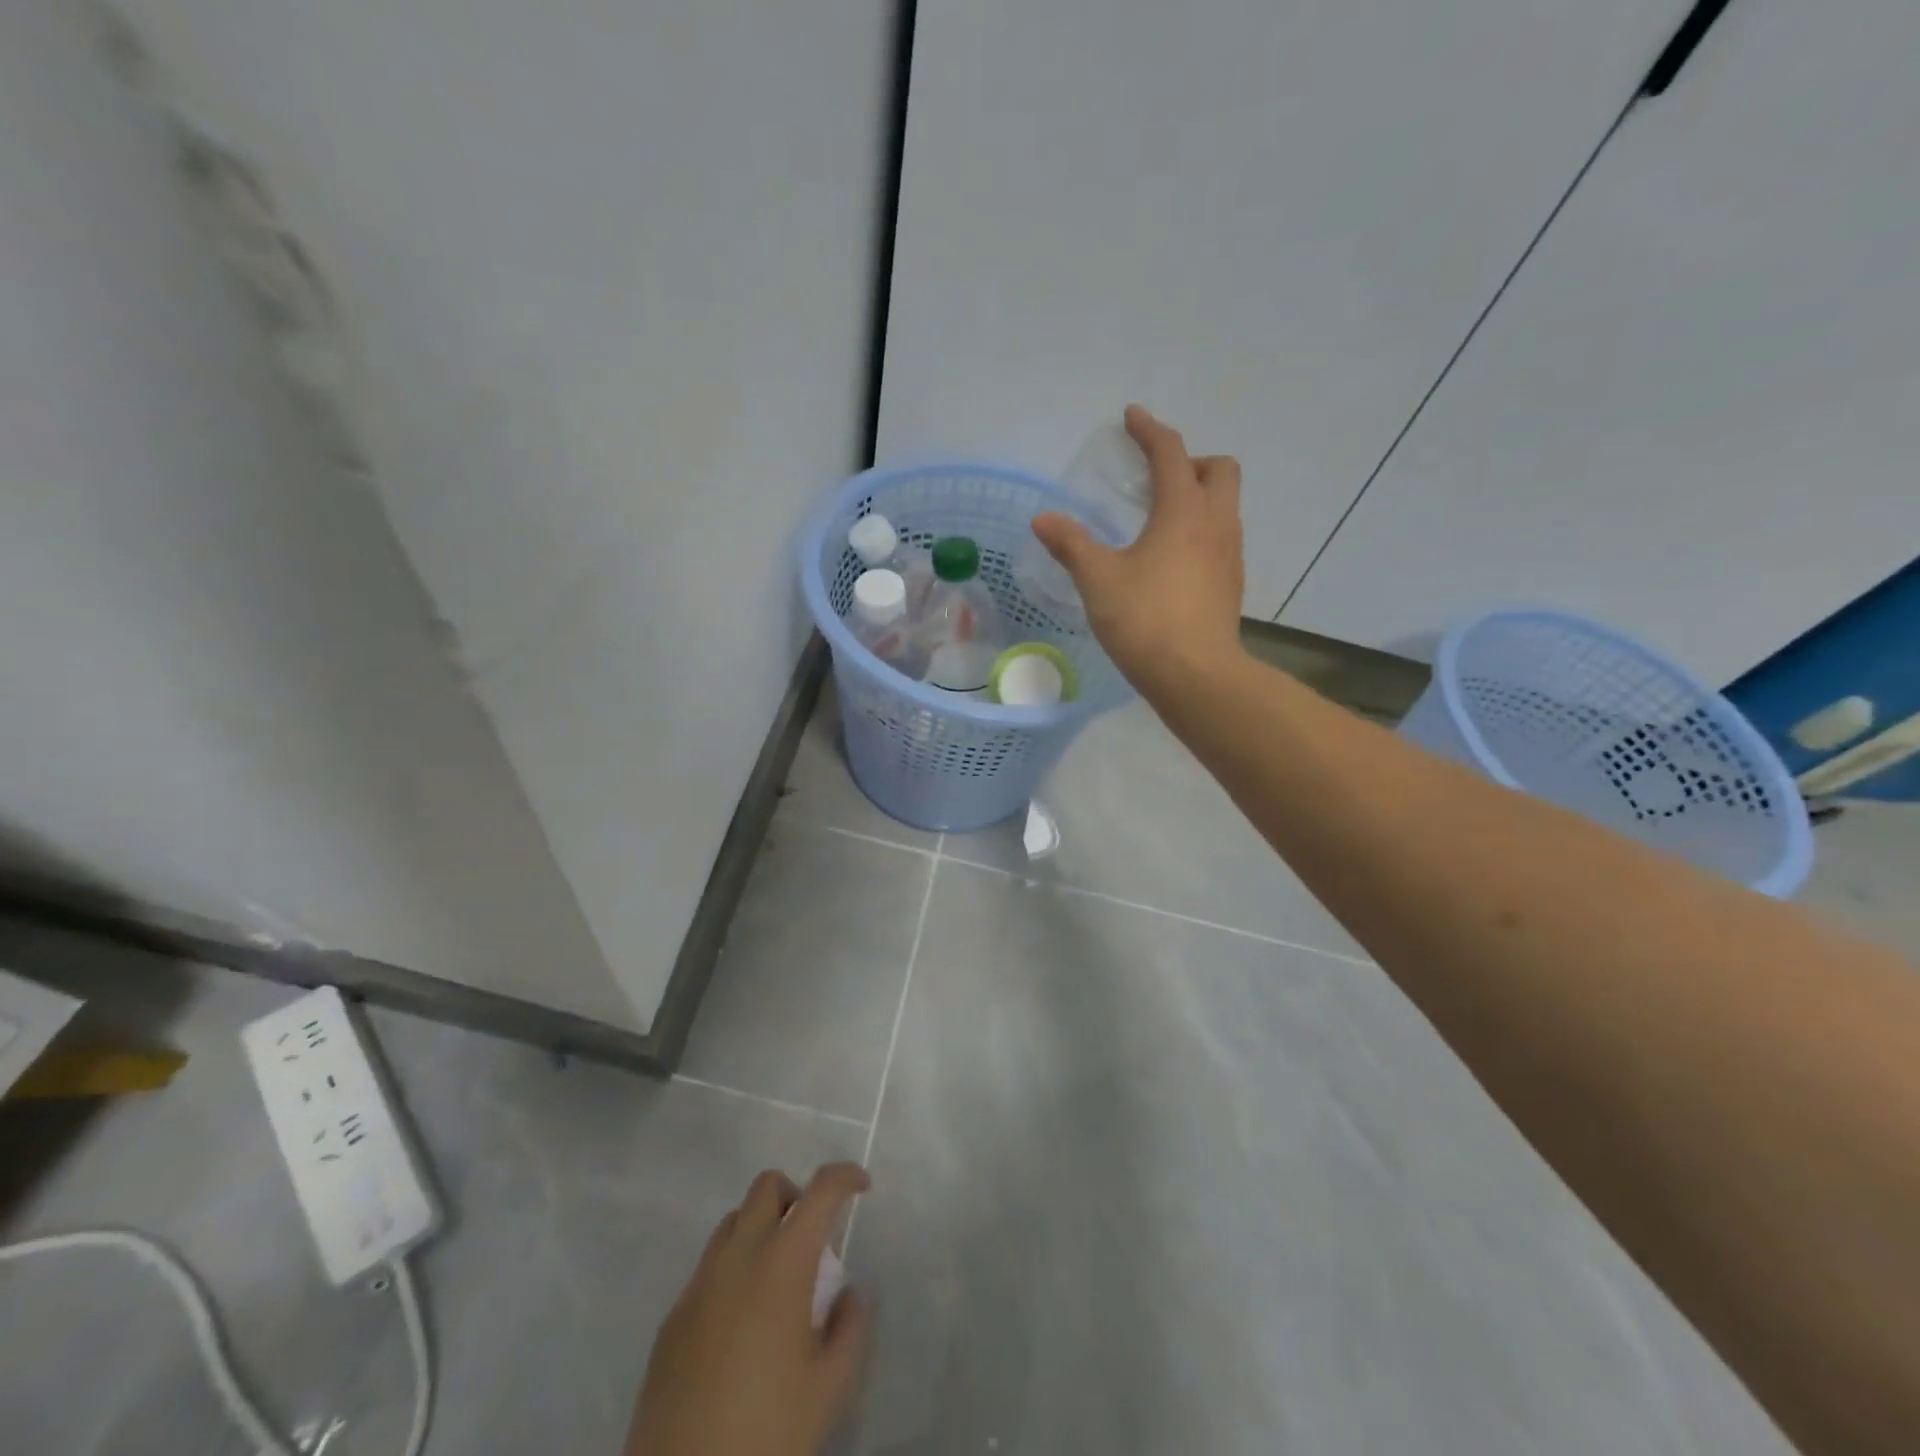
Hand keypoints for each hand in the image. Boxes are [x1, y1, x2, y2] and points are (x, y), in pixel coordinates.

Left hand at [625, 1163, 872, 1455]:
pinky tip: (741, 1324)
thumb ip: (851, 1327)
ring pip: (733, 1221)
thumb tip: (850, 1292)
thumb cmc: (768, 1432)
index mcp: (783, 1262)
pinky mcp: (672, 1318)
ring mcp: (699, 1284)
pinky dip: (733, 1268)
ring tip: (777, 1279)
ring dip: (761, 1227)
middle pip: (767, 1186)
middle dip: (796, 1195)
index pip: (820, 1190)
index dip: (845, 1176)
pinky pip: (707, 1267)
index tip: (862, 1186)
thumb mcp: (831, 1388)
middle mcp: (738, 1256)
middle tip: (813, 1237)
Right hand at [1032, 406, 1245, 695]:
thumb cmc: (1144, 620)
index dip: (1149, 430)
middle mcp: (1217, 523)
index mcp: (1184, 511)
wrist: (1196, 676)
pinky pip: (1222, 537)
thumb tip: (1043, 519)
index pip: (1171, 453)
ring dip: (1199, 496)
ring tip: (1161, 517)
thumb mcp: (1098, 580)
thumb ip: (1071, 544)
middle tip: (1157, 476)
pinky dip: (1202, 530)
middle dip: (1190, 461)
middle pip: (1220, 470)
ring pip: (1225, 505)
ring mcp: (1231, 555)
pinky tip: (1173, 559)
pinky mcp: (1232, 584)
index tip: (1131, 417)